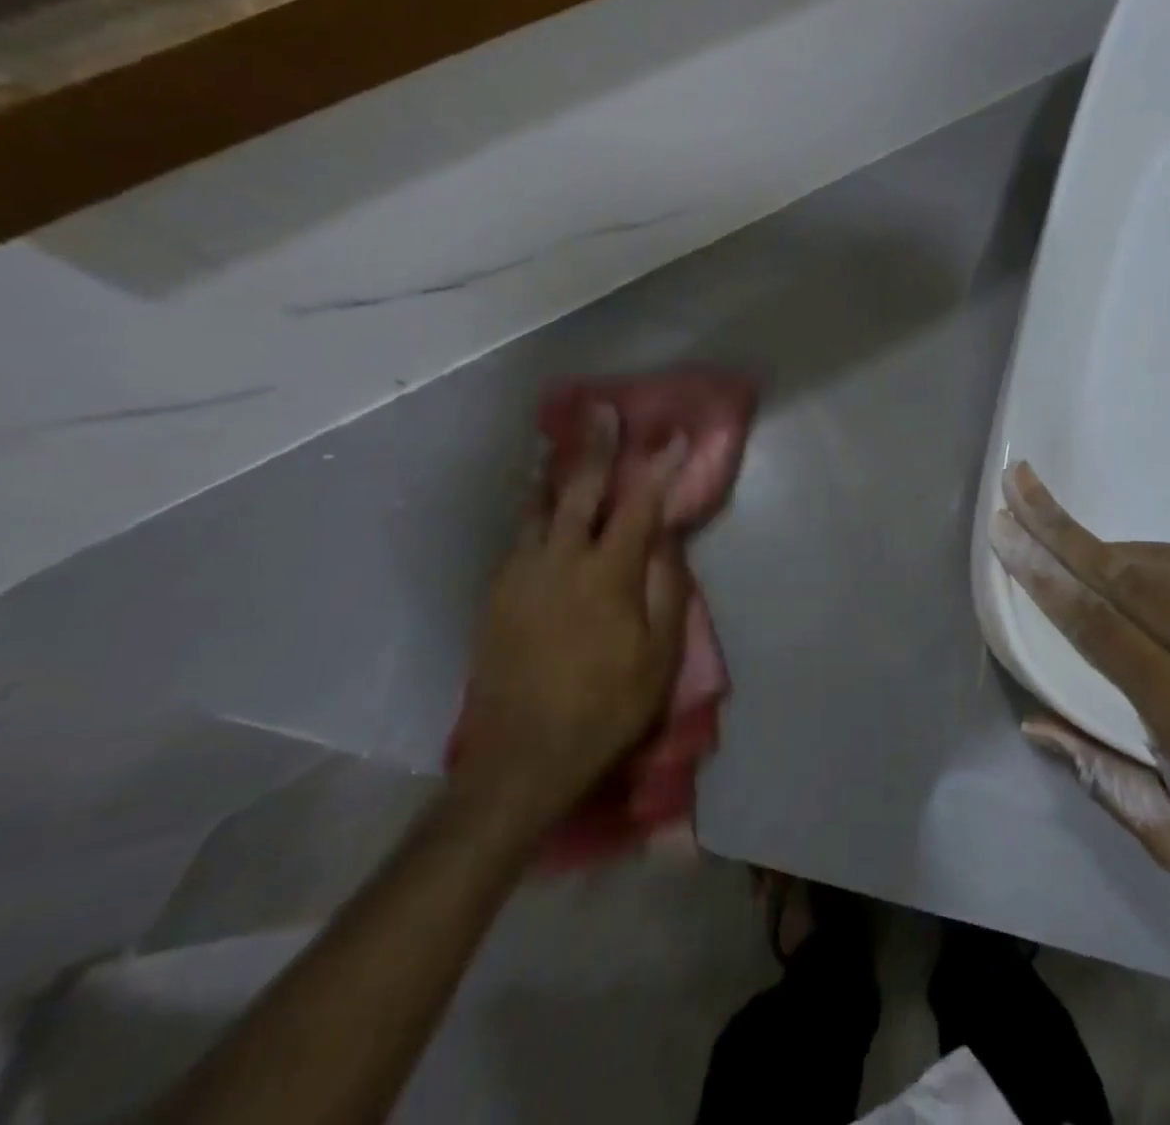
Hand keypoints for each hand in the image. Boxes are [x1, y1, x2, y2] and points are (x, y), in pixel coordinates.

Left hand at [457, 406, 691, 838]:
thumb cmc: (606, 708)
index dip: (658, 467)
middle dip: (595, 446)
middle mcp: (558, 561)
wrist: (520, 760)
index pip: (638, 505)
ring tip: (561, 440)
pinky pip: (520, 534)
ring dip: (555, 470)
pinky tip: (541, 503)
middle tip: (602, 410)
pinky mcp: (496, 593)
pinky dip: (535, 507)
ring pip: (537, 506)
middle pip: (578, 489)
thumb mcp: (659, 656)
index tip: (673, 435)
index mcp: (606, 575)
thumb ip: (666, 589)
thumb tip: (666, 539)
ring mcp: (519, 574)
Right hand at [990, 462, 1169, 1008]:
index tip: (1005, 534)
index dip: (1044, 575)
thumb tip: (1036, 724)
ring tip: (1070, 532)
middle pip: (1125, 571)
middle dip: (1062, 527)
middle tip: (1020, 486)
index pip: (1096, 622)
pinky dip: (1166, 564)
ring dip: (1112, 542)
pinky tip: (1148, 573)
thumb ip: (1102, 777)